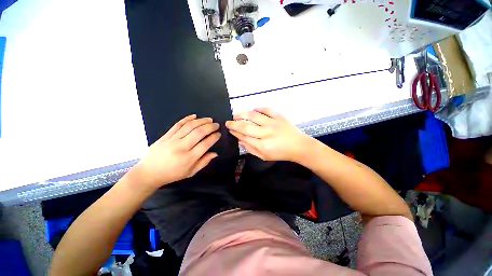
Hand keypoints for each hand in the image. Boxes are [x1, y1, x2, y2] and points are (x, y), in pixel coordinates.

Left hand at [133, 115, 220, 188]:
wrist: (149, 173)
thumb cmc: (172, 174)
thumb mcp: (191, 172)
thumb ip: (204, 162)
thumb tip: (215, 153)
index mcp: (189, 158)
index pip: (205, 144)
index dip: (214, 137)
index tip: (219, 134)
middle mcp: (182, 147)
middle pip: (199, 132)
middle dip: (210, 127)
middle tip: (216, 124)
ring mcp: (172, 140)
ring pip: (189, 126)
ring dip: (201, 121)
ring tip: (209, 119)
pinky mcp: (165, 135)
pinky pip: (178, 124)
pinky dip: (187, 119)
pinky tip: (194, 116)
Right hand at [226, 107, 315, 161]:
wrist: (299, 146)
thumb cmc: (281, 153)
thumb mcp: (264, 156)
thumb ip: (251, 149)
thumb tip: (240, 140)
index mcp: (262, 145)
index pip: (244, 137)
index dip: (235, 132)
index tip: (229, 129)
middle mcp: (266, 133)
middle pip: (246, 126)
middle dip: (234, 124)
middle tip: (228, 122)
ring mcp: (273, 123)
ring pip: (253, 115)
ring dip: (242, 114)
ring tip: (236, 114)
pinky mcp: (279, 116)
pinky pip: (266, 109)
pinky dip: (258, 108)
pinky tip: (253, 109)